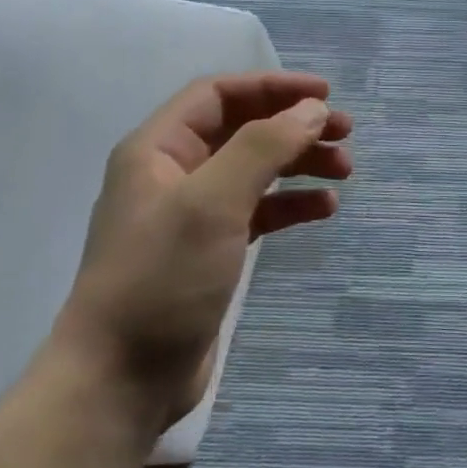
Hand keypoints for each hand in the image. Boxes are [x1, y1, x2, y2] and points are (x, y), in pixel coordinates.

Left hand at [53, 71, 352, 432]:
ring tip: (343, 172)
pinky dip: (290, 205)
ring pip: (254, 171)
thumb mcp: (213, 202)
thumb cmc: (162, 278)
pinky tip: (323, 211)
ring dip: (298, 164)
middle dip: (294, 127)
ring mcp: (191, 216)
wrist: (121, 379)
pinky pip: (257, 211)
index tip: (326, 96)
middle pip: (242, 130)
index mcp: (157, 149)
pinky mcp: (210, 253)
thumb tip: (313, 111)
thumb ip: (264, 147)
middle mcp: (172, 174)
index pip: (219, 95)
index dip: (273, 88)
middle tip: (345, 135)